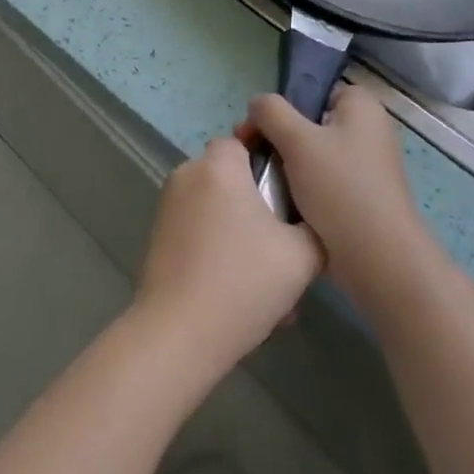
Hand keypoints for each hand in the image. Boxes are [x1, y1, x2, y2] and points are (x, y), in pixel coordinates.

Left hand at [134, 136, 323, 375]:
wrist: (178, 334)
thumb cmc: (242, 282)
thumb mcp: (302, 255)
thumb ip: (314, 225)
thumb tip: (311, 219)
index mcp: (219, 166)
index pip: (245, 139)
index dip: (270, 160)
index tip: (292, 191)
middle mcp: (188, 175)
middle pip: (232, 177)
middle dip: (259, 207)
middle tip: (286, 247)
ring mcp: (168, 206)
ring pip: (218, 210)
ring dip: (243, 236)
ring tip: (269, 283)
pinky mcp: (159, 236)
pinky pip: (200, 232)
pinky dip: (221, 251)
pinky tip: (241, 294)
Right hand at [239, 85, 436, 307]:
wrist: (376, 259)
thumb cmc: (339, 188)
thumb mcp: (297, 139)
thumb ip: (270, 111)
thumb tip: (256, 103)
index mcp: (362, 108)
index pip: (315, 91)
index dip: (285, 106)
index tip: (259, 128)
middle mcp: (368, 131)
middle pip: (309, 123)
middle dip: (278, 138)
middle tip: (250, 154)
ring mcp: (364, 167)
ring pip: (312, 156)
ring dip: (286, 166)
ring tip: (260, 181)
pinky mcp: (358, 198)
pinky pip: (320, 182)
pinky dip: (300, 190)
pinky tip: (279, 203)